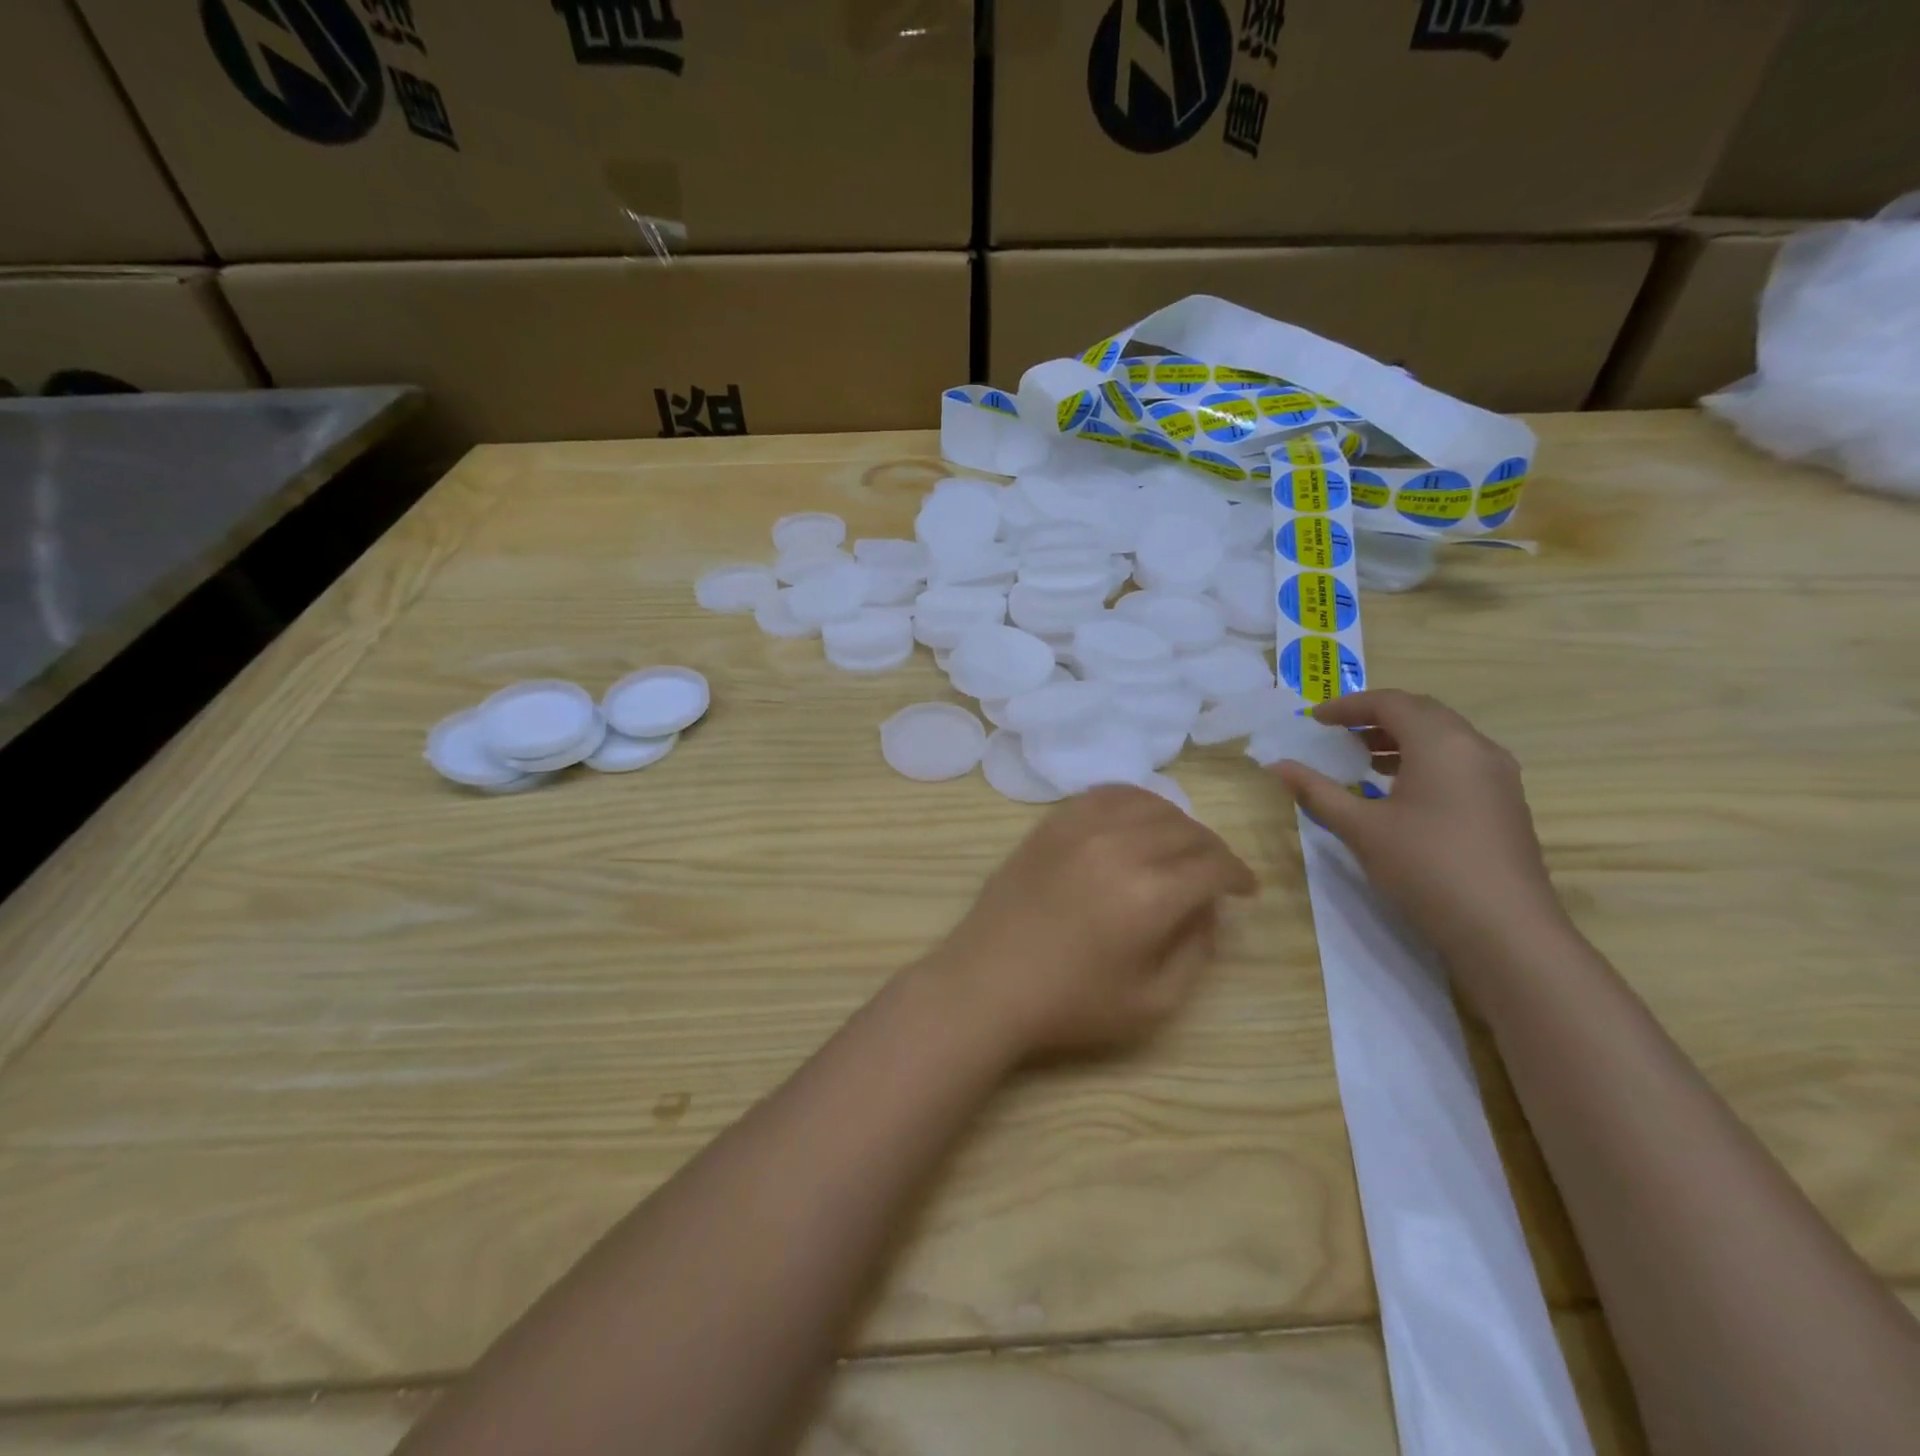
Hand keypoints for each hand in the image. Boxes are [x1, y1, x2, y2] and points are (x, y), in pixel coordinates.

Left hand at [923, 786, 1256, 1060]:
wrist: (987, 983)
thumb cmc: (1071, 1004)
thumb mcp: (1153, 1002)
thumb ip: (1196, 951)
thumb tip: (1210, 909)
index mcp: (1151, 894)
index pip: (1214, 865)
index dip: (1238, 875)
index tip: (1245, 890)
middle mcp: (1120, 847)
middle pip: (1186, 829)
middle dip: (1212, 850)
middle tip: (1214, 875)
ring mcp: (1081, 828)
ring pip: (1149, 803)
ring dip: (1176, 822)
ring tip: (1179, 847)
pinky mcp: (1052, 824)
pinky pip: (1104, 795)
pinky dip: (1132, 801)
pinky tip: (1135, 821)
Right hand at [1270, 690, 1569, 998]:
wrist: (1505, 930)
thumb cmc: (1425, 867)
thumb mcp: (1360, 828)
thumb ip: (1317, 791)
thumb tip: (1277, 766)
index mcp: (1441, 742)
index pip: (1390, 703)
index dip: (1348, 706)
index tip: (1314, 719)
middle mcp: (1475, 747)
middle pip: (1422, 713)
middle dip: (1376, 717)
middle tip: (1338, 732)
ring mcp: (1498, 776)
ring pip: (1444, 738)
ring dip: (1401, 739)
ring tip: (1363, 759)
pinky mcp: (1505, 803)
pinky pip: (1458, 762)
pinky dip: (1423, 760)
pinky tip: (1399, 792)